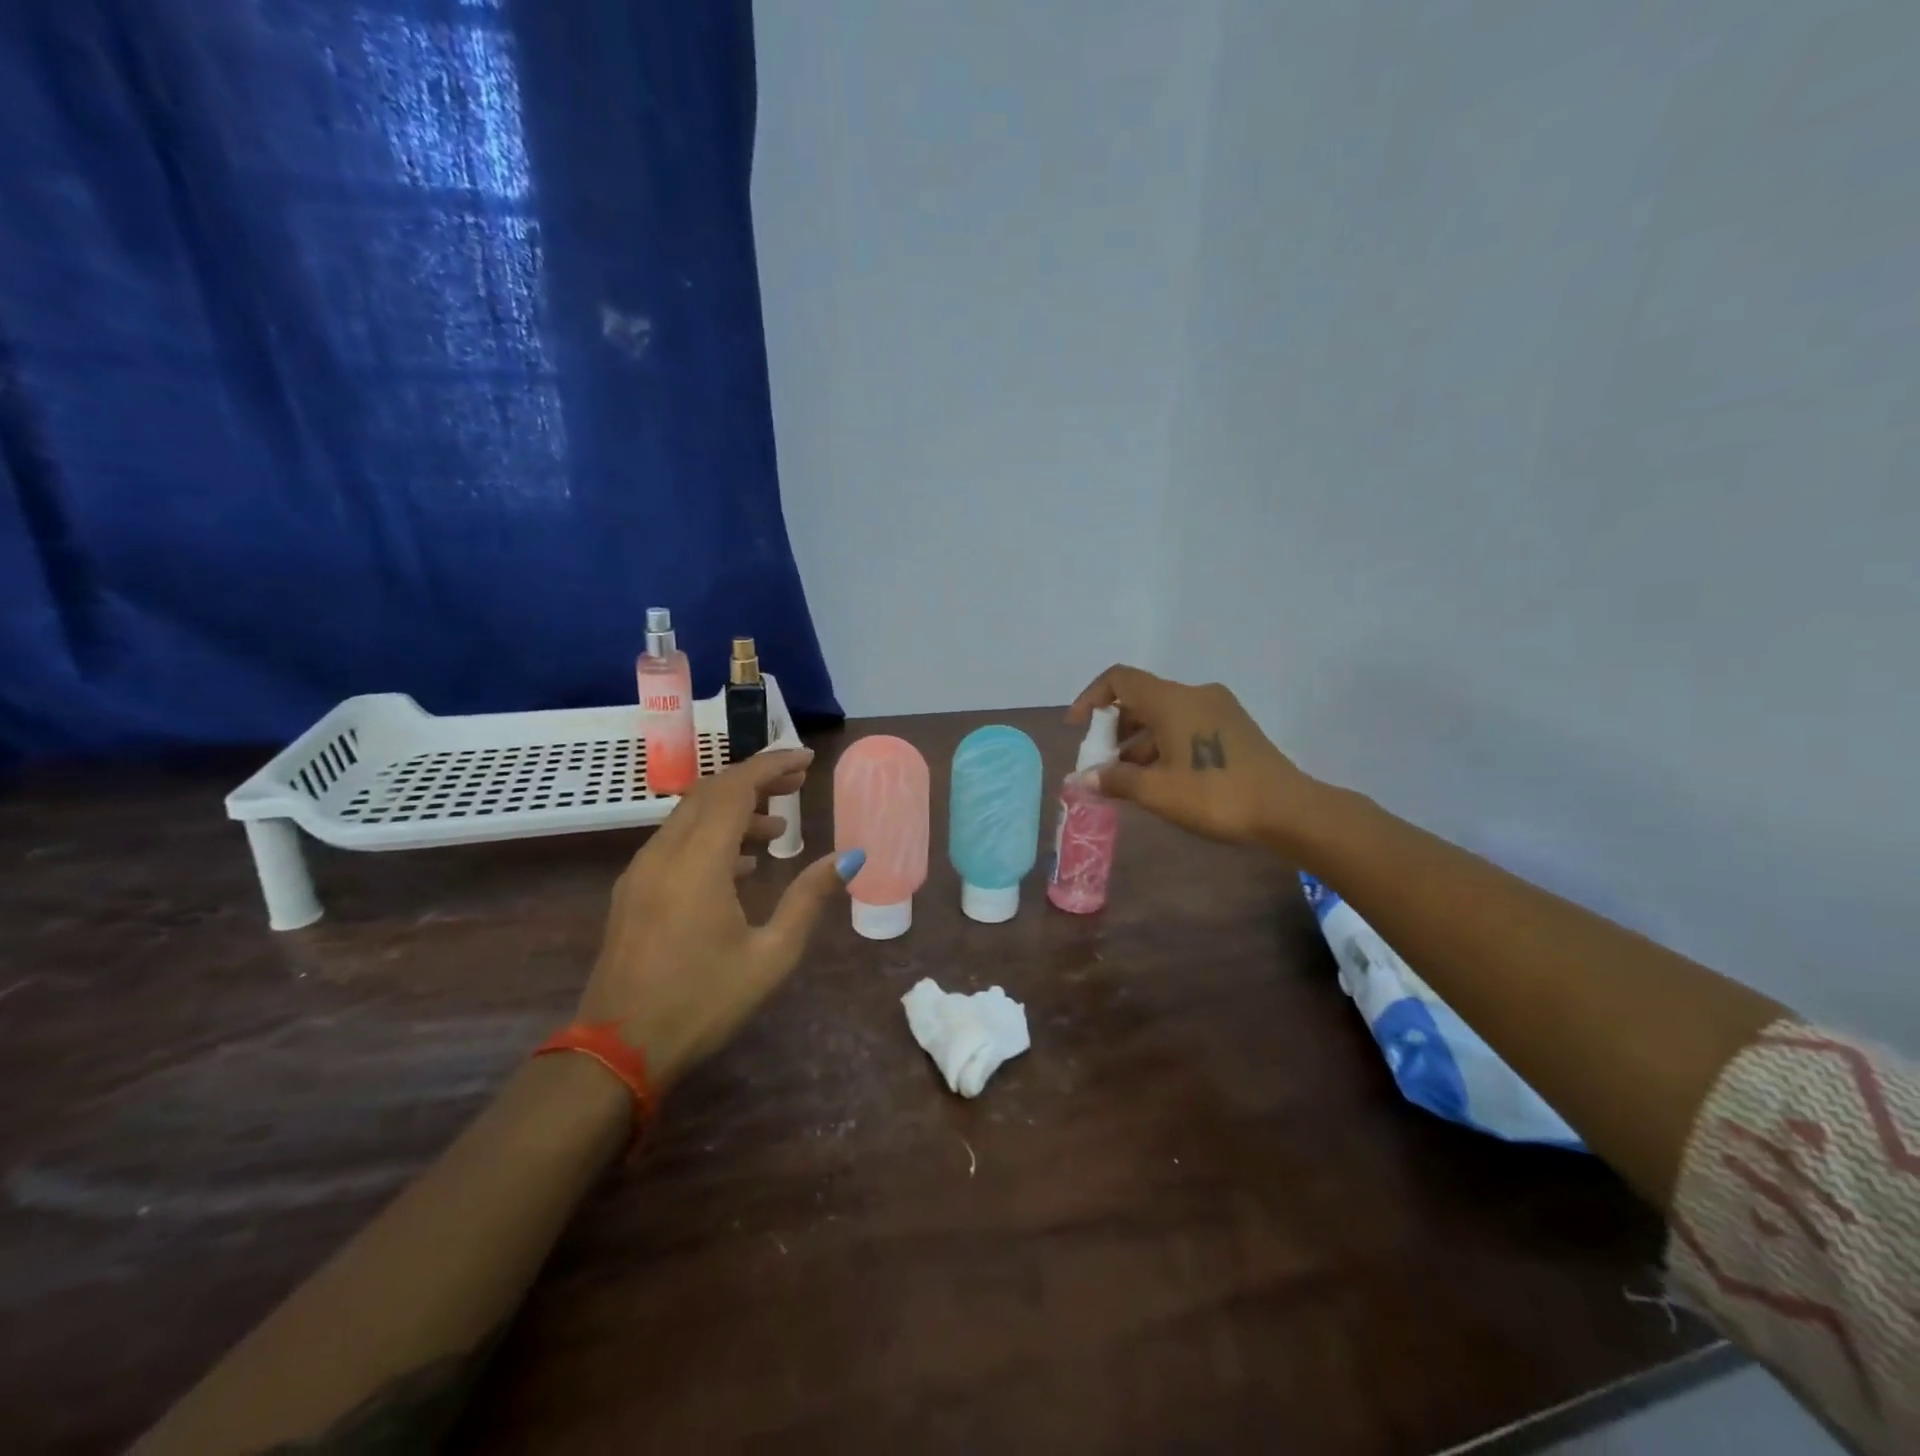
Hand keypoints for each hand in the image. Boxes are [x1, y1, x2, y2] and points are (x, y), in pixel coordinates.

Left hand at [576, 748, 858, 1090]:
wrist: (617, 1053)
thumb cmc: (702, 1003)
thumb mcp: (771, 956)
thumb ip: (808, 898)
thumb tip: (849, 857)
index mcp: (698, 863)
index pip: (735, 789)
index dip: (772, 766)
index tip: (807, 759)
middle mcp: (664, 854)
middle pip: (710, 793)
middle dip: (755, 780)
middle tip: (798, 785)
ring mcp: (641, 872)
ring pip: (690, 816)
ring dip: (733, 810)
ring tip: (777, 828)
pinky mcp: (632, 892)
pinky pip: (675, 842)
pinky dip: (711, 836)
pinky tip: (740, 865)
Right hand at [1067, 666, 1318, 849]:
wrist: (1288, 810)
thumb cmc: (1215, 795)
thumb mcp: (1157, 792)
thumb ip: (1115, 780)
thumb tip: (1083, 779)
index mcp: (1172, 700)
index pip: (1119, 680)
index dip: (1091, 698)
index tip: (1077, 728)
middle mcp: (1194, 694)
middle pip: (1141, 698)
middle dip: (1114, 728)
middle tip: (1101, 762)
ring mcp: (1218, 709)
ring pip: (1164, 714)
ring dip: (1138, 740)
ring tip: (1127, 778)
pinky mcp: (1233, 727)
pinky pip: (1185, 724)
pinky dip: (1163, 744)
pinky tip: (1160, 778)